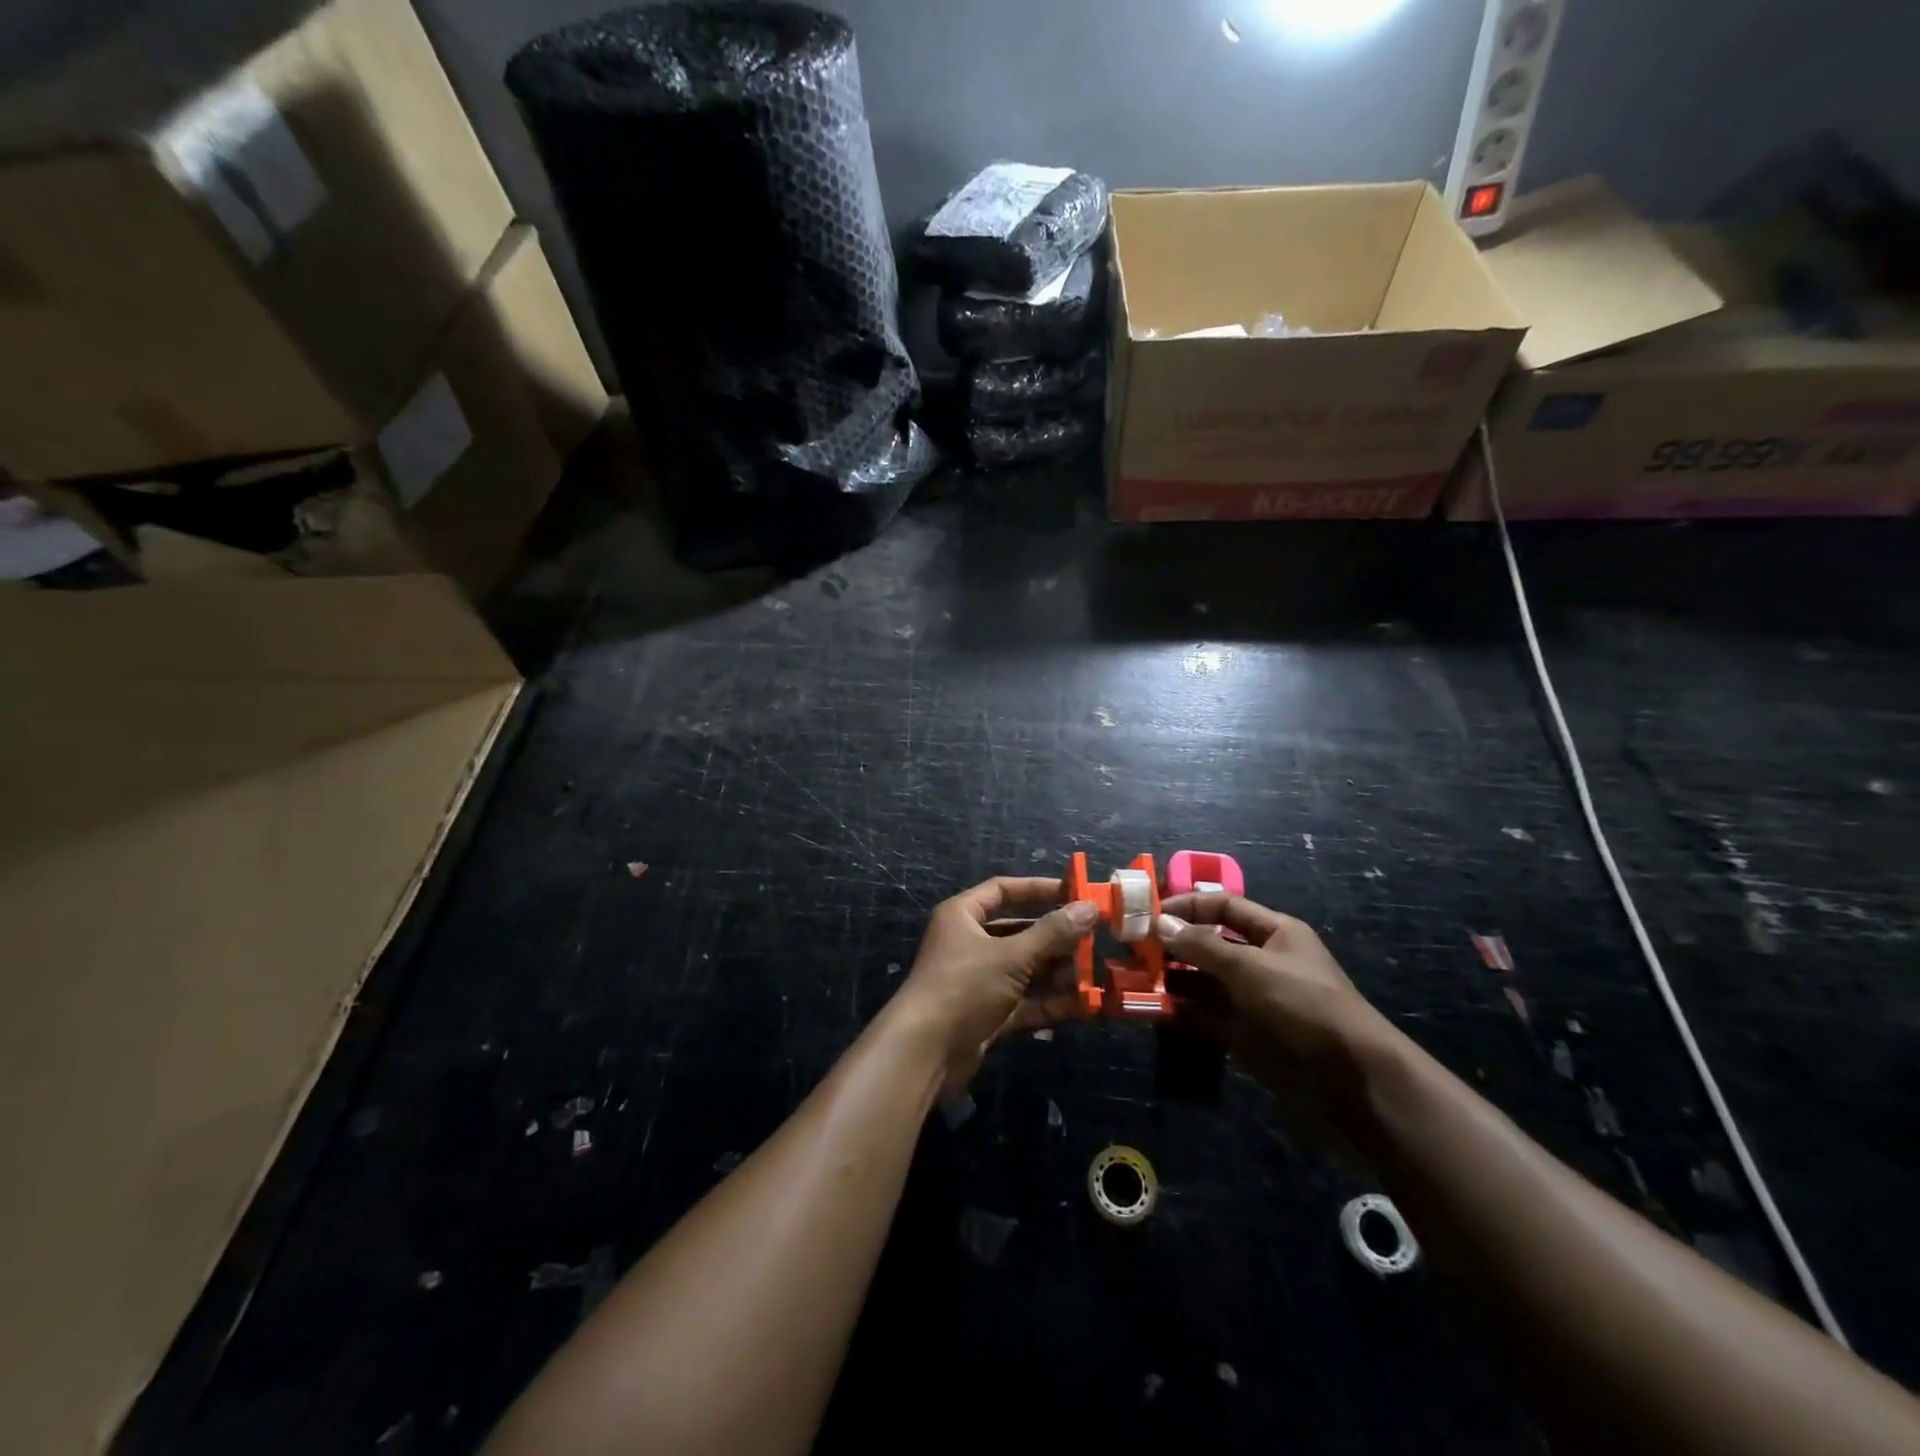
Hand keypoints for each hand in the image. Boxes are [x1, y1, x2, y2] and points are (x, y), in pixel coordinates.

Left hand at [894, 877, 1098, 1091]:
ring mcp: (978, 980)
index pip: (1003, 890)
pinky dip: (1050, 1001)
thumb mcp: (1011, 956)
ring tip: (1094, 973)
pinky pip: (1024, 1000)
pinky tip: (1084, 1004)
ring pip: (1025, 968)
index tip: (1075, 893)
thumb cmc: (964, 986)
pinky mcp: (987, 1013)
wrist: (925, 1052)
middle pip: (1019, 931)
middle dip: (1056, 938)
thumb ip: (1052, 933)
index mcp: (963, 916)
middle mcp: (969, 942)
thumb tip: (1090, 907)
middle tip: (1094, 938)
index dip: (1038, 889)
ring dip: (1057, 972)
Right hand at [1154, 894, 1396, 1122]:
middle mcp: (1260, 961)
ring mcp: (1250, 1000)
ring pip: (1200, 982)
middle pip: (1207, 944)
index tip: (1148, 915)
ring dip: (1168, 980)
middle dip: (1171, 945)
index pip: (1223, 907)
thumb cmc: (1305, 1005)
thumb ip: (1202, 945)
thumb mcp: (1252, 967)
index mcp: (1274, 933)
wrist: (1352, 1082)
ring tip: (1130, 980)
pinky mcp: (1242, 1035)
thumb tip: (1159, 923)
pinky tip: (1148, 1010)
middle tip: (1130, 949)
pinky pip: (1202, 1016)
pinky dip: (1177, 1012)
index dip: (1186, 906)